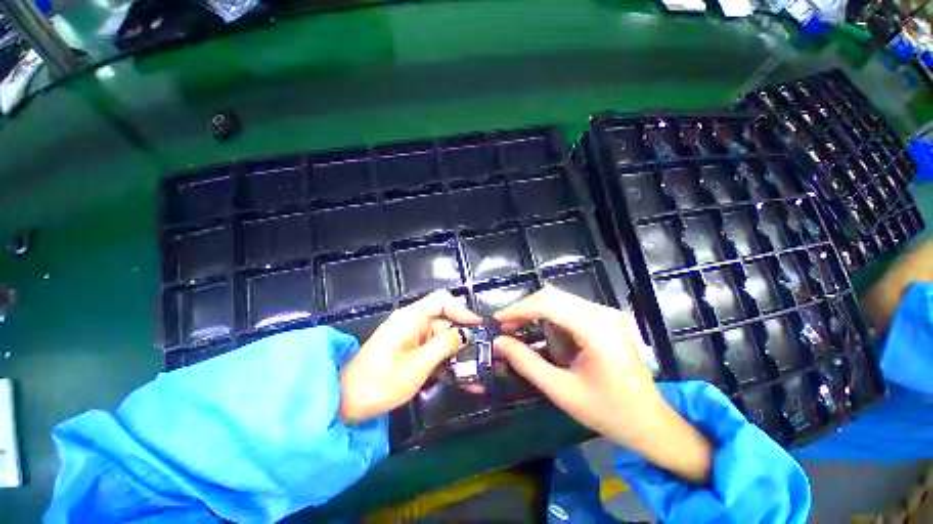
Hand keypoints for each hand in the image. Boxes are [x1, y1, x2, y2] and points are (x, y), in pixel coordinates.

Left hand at [339, 290, 481, 423]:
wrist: (346, 402)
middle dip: (464, 337)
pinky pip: (434, 351)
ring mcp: (412, 337)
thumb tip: (466, 333)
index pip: (442, 300)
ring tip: (477, 370)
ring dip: (458, 353)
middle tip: (484, 354)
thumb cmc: (380, 382)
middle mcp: (413, 322)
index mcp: (412, 317)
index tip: (478, 327)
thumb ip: (444, 345)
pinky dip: (446, 362)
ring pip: (442, 338)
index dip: (462, 310)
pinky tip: (461, 378)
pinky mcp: (411, 351)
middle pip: (445, 321)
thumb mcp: (418, 364)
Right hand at [494, 287, 712, 483]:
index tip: (496, 321)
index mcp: (596, 329)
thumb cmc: (609, 412)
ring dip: (535, 312)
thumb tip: (498, 342)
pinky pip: (568, 309)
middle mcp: (601, 313)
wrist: (652, 423)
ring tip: (517, 330)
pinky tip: (541, 334)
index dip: (518, 310)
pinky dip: (548, 318)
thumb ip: (527, 363)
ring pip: (558, 300)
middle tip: (504, 327)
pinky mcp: (603, 319)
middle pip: (551, 296)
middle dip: (524, 309)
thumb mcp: (562, 391)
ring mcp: (604, 314)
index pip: (547, 305)